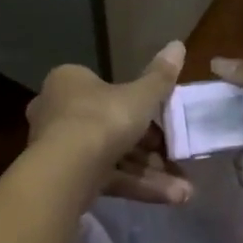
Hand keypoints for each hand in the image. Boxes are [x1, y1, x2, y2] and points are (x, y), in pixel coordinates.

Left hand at [26, 42, 192, 203]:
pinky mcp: (66, 178)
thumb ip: (160, 76)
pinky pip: (107, 178)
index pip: (106, 90)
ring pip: (112, 157)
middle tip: (176, 157)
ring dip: (150, 173)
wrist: (67, 168)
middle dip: (150, 149)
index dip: (140, 106)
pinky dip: (137, 186)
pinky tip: (171, 198)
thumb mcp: (140, 96)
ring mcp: (60, 148)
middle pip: (111, 127)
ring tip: (185, 190)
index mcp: (69, 82)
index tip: (165, 122)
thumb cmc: (103, 118)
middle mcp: (58, 112)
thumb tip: (178, 44)